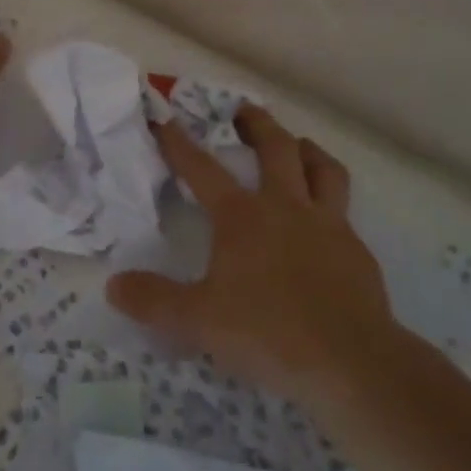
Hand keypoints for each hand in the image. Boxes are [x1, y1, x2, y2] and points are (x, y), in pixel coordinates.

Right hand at [107, 105, 398, 407]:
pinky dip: (331, 202)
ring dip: (306, 149)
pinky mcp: (357, 251)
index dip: (179, 144)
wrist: (350, 361)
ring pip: (322, 168)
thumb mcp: (197, 321)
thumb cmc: (267, 333)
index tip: (165, 120)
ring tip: (297, 145)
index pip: (202, 169)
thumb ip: (153, 301)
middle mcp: (286, 208)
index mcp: (242, 217)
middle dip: (256, 124)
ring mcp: (328, 225)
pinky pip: (344, 211)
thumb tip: (114, 285)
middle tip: (244, 109)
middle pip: (276, 147)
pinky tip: (325, 222)